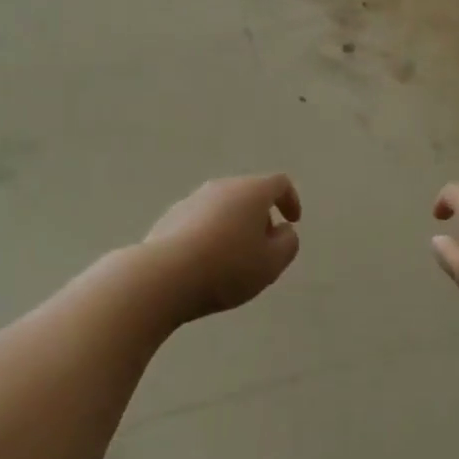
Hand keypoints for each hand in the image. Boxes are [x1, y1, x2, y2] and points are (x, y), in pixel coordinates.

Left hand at [144, 174, 302, 320]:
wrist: (164, 275)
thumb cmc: (227, 267)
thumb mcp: (271, 263)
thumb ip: (288, 243)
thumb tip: (283, 230)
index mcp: (251, 191)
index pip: (279, 183)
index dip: (291, 199)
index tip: (293, 221)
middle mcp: (222, 186)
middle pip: (249, 194)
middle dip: (261, 217)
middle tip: (263, 247)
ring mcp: (194, 199)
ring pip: (224, 207)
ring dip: (234, 226)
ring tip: (233, 259)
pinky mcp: (171, 216)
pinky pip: (201, 220)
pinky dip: (211, 234)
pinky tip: (206, 262)